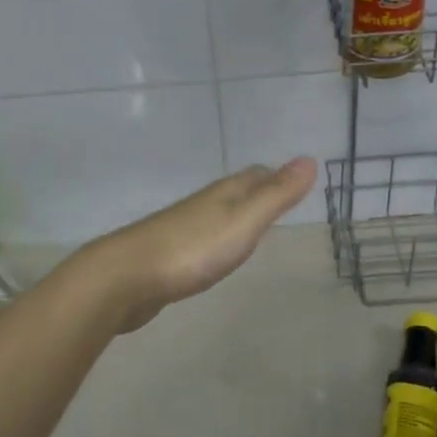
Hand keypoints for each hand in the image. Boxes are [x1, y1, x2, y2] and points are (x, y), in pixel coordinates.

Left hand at [77, 158, 316, 331]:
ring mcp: (181, 229)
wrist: (127, 276)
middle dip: (256, 193)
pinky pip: (199, 240)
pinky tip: (213, 256)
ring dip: (234, 217)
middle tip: (278, 201)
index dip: (275, 176)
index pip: (255, 176)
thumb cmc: (192, 248)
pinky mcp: (168, 257)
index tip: (293, 181)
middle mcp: (203, 205)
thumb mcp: (244, 221)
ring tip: (251, 228)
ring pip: (216, 216)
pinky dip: (214, 242)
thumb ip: (276, 195)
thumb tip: (309, 159)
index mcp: (223, 194)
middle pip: (235, 192)